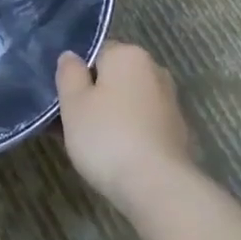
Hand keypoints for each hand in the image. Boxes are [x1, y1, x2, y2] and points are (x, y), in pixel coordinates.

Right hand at [55, 42, 197, 214]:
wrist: (157, 186)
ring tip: (89, 143)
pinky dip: (128, 132)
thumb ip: (69, 73)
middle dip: (94, 94)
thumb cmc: (107, 136)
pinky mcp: (177, 132)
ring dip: (110, 115)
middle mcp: (154, 71)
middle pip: (113, 77)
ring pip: (127, 101)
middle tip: (71, 121)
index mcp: (129, 55)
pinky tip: (114, 155)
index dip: (76, 74)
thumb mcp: (73, 102)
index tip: (63, 98)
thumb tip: (71, 56)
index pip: (95, 52)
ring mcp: (169, 102)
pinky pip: (142, 123)